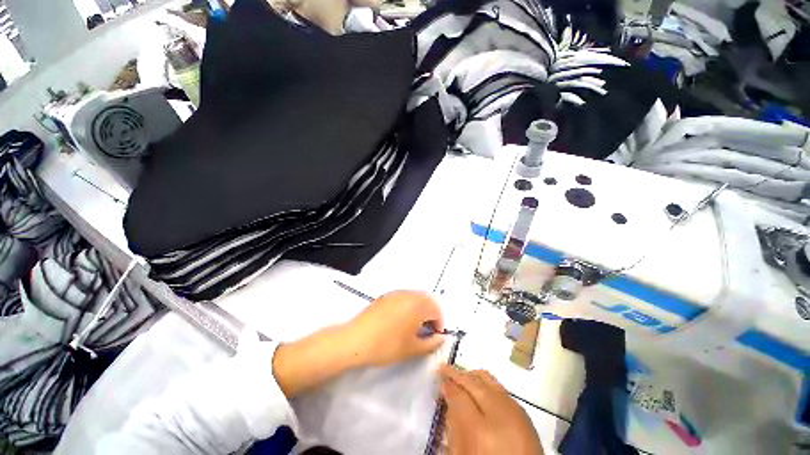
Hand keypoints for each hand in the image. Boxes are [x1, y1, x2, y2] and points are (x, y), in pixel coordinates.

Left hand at [346, 290, 446, 366]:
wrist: (356, 340)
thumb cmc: (387, 345)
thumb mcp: (412, 349)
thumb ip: (431, 343)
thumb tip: (442, 338)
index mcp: (417, 305)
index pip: (436, 309)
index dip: (439, 323)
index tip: (435, 336)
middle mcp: (408, 294)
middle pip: (427, 299)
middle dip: (431, 313)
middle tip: (427, 330)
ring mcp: (396, 293)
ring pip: (415, 296)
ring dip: (421, 308)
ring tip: (415, 325)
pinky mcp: (386, 296)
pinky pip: (404, 296)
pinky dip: (409, 305)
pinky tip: (401, 319)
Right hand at [440, 365, 542, 454]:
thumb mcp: (463, 453)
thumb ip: (454, 427)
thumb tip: (449, 403)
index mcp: (479, 430)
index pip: (458, 396)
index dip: (446, 385)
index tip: (439, 378)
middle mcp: (499, 414)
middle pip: (473, 383)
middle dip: (456, 373)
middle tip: (444, 367)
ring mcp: (514, 411)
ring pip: (488, 380)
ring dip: (472, 375)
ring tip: (461, 374)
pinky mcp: (524, 413)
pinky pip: (500, 389)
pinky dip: (486, 383)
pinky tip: (481, 386)